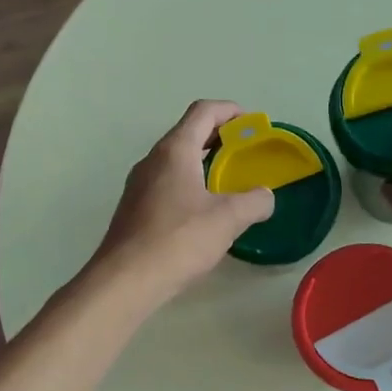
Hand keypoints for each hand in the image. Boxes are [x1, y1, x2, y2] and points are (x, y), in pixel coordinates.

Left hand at [93, 100, 274, 309]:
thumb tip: (265, 196)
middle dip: (219, 137)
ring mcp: (139, 185)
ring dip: (203, 162)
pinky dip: (190, 184)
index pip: (202, 112)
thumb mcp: (228, 219)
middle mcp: (153, 160)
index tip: (251, 123)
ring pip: (176, 161)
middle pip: (188, 133)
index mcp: (175, 151)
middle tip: (245, 152)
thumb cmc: (178, 240)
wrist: (126, 280)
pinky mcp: (135, 209)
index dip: (229, 110)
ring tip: (229, 181)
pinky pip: (167, 184)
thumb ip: (254, 201)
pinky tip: (204, 211)